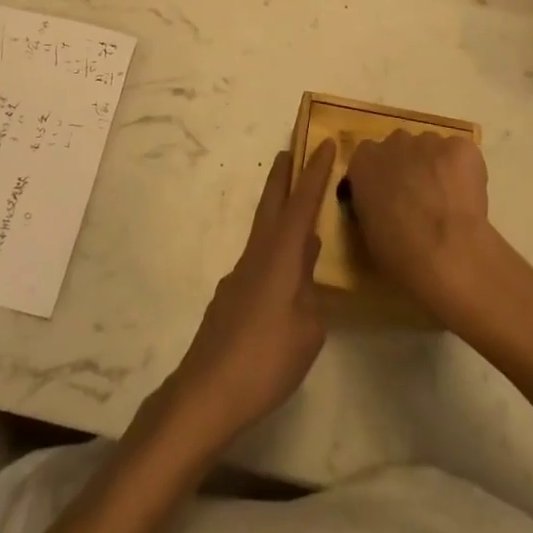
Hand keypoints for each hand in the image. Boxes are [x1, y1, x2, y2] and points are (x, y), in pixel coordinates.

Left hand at [162, 141, 335, 453]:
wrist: (207, 390)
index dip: (315, 172)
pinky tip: (287, 275)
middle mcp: (258, 255)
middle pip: (272, 204)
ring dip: (280, 211)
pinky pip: (260, 259)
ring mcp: (241, 275)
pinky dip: (276, 250)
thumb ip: (311, 298)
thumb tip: (306, 280)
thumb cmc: (266, 358)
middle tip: (292, 150)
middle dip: (284, 176)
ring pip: (265, 231)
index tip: (325, 142)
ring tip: (299, 210)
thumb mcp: (308, 331)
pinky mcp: (232, 297)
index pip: (302, 204)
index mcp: (280, 256)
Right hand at [345, 130, 500, 320]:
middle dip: (410, 167)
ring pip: (433, 149)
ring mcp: (429, 141)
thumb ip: (371, 204)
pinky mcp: (462, 147)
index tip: (391, 198)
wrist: (444, 250)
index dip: (383, 177)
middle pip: (401, 147)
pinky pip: (462, 154)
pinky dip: (465, 171)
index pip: (369, 158)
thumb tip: (383, 205)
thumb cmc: (398, 250)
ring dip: (437, 168)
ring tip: (449, 202)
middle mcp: (394, 141)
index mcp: (364, 160)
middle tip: (421, 200)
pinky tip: (468, 197)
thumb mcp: (368, 229)